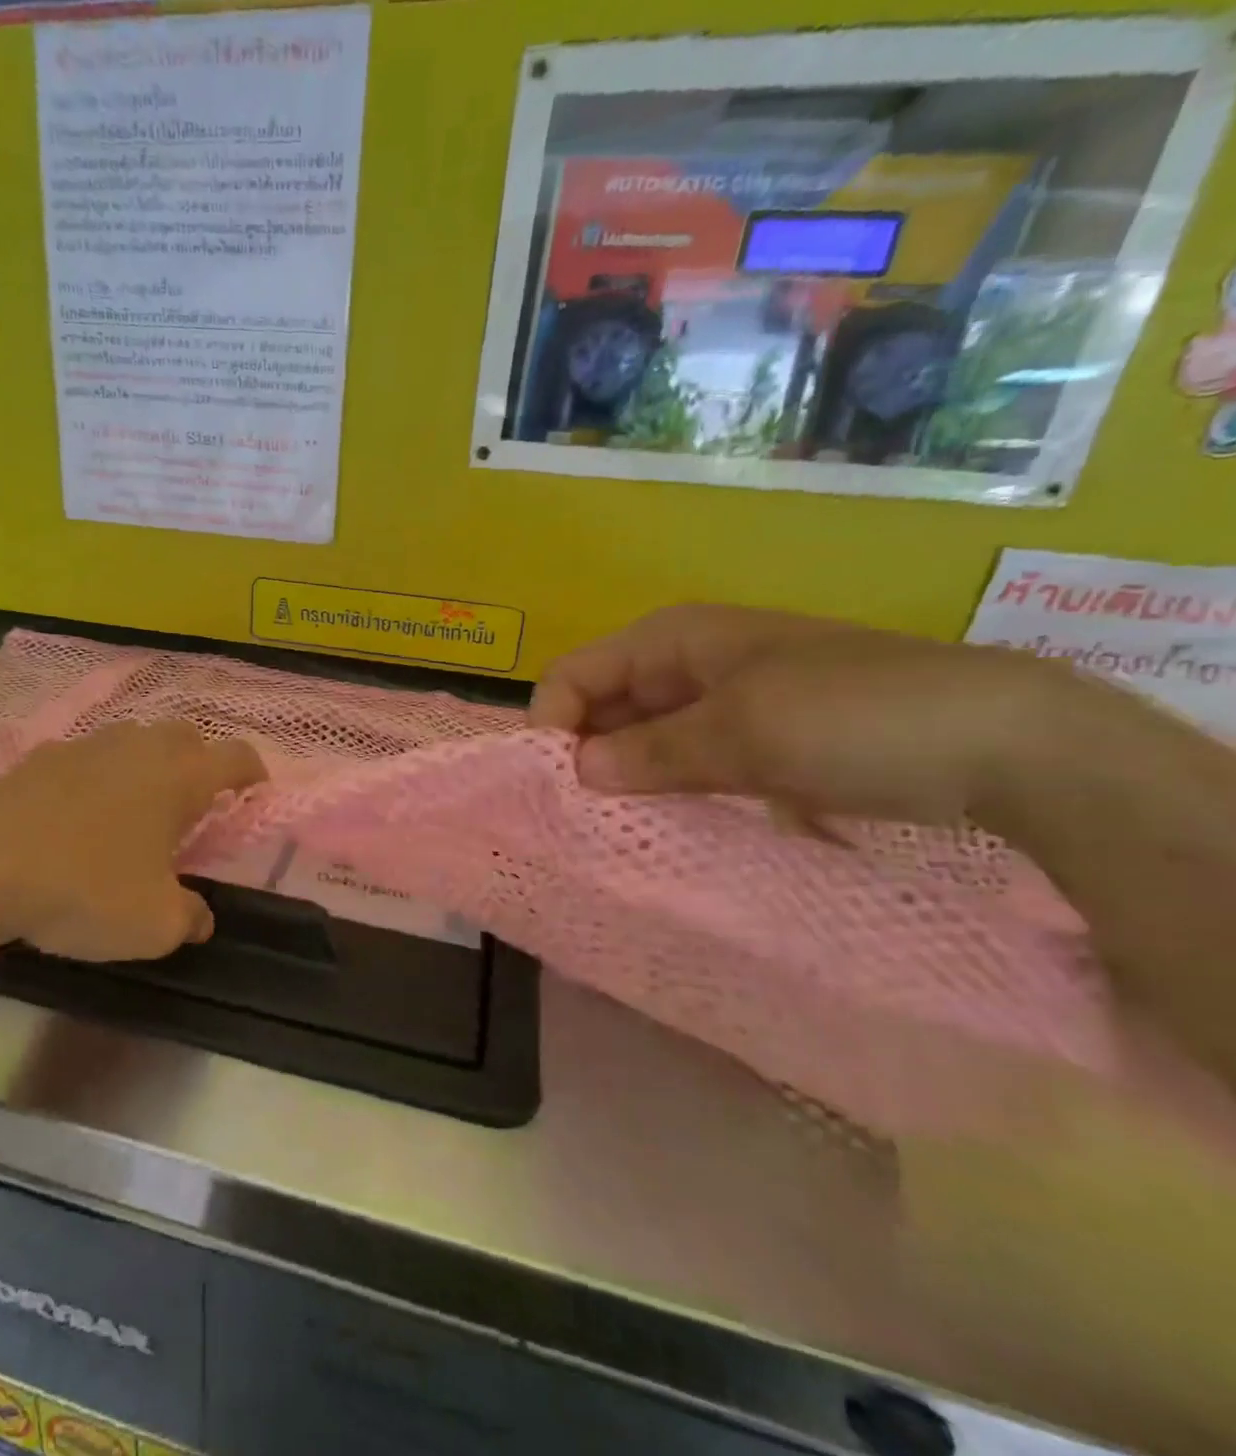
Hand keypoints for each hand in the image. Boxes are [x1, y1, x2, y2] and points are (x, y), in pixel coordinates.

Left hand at [0, 722, 266, 977]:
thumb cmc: (85, 888)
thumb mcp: (153, 925)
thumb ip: (189, 919)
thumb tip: (200, 919)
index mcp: (179, 778)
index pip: (235, 756)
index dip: (252, 770)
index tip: (256, 789)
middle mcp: (137, 749)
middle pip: (184, 735)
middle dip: (199, 759)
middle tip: (196, 799)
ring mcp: (82, 748)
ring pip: (130, 741)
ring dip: (144, 764)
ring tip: (137, 805)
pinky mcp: (35, 760)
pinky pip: (82, 759)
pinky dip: (93, 777)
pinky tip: (76, 813)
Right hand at [529, 604, 1077, 824]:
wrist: (1003, 741)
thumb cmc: (854, 715)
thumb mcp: (741, 732)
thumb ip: (649, 752)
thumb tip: (577, 774)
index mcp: (672, 638)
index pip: (574, 674)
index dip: (554, 724)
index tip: (558, 786)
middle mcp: (685, 663)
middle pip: (602, 706)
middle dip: (586, 756)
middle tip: (582, 819)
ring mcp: (720, 703)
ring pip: (641, 738)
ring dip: (625, 779)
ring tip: (616, 829)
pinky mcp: (751, 741)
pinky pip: (683, 762)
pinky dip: (667, 789)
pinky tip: (665, 824)